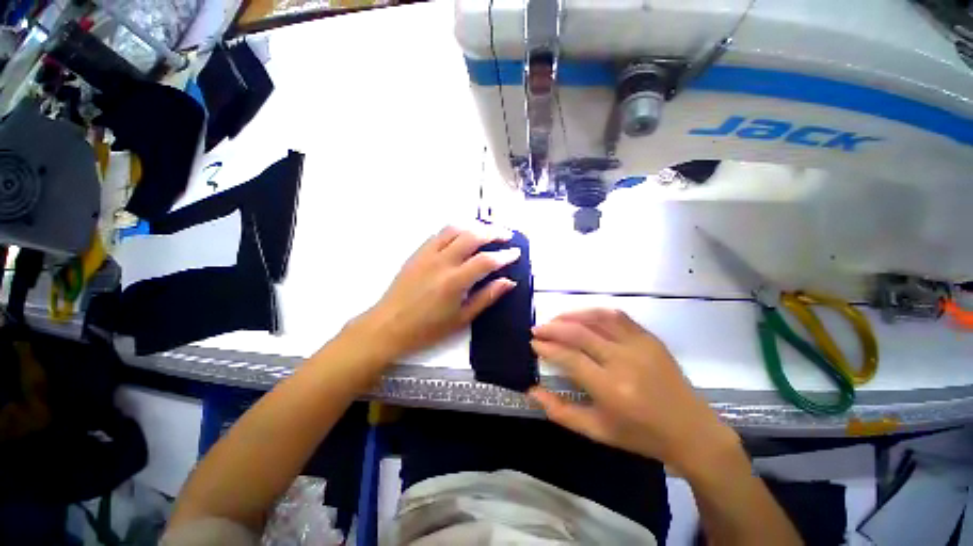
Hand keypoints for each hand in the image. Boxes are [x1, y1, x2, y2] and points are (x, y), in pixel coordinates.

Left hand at [350, 225, 520, 361]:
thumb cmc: (427, 328)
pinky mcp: (417, 252)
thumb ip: (487, 297)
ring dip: (474, 226)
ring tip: (487, 231)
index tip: (516, 252)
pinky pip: (439, 233)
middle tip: (507, 235)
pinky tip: (462, 235)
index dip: (505, 255)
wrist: (388, 326)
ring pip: (454, 228)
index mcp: (454, 281)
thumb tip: (508, 282)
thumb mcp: (462, 318)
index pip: (486, 260)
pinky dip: (456, 230)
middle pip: (472, 235)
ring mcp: (427, 254)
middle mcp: (442, 261)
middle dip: (493, 232)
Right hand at [529, 309, 740, 474]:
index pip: (570, 358)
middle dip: (553, 328)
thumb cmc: (640, 435)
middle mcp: (624, 361)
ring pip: (597, 318)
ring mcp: (640, 346)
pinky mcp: (650, 338)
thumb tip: (531, 391)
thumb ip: (560, 411)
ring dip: (572, 315)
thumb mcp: (597, 431)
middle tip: (537, 328)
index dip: (547, 347)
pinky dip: (595, 312)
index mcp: (611, 389)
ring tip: (556, 319)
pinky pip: (617, 316)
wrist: (691, 431)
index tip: (534, 343)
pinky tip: (583, 316)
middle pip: (580, 333)